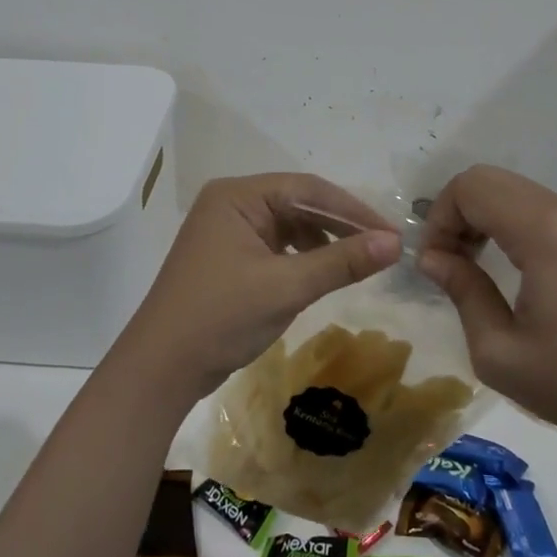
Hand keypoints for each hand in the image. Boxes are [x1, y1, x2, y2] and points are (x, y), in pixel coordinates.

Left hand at [117, 174, 401, 402]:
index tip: (392, 233)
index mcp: (237, 196)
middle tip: (383, 247)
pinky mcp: (227, 257)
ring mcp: (226, 231)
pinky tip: (321, 273)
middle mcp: (230, 204)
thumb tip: (395, 243)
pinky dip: (301, 257)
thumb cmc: (222, 317)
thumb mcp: (287, 287)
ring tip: (357, 262)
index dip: (353, 210)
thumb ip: (341, 261)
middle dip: (340, 225)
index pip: (307, 188)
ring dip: (323, 241)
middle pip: (298, 203)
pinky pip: (274, 245)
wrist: (161, 368)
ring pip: (288, 225)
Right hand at [418, 165, 556, 457]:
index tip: (434, 265)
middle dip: (456, 213)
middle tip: (448, 263)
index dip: (439, 219)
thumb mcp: (499, 352)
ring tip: (472, 267)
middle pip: (490, 179)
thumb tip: (432, 258)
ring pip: (513, 191)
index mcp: (543, 233)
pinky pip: (537, 209)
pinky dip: (507, 224)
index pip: (471, 187)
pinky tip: (506, 268)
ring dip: (481, 217)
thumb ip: (462, 292)